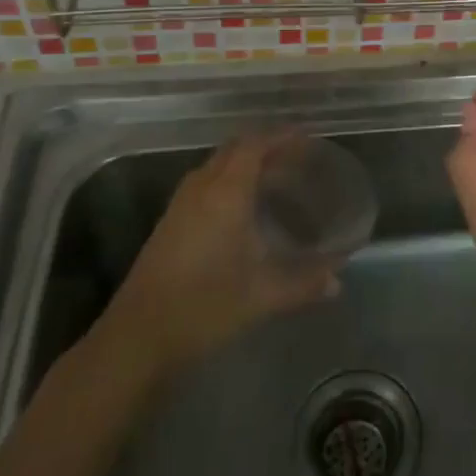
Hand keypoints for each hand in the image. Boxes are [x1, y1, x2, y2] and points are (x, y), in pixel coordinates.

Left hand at [97, 133, 338, 378]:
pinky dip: (227, 180)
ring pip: (215, 166)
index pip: (254, 146)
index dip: (281, 137)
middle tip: (295, 157)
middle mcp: (201, 190)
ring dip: (243, 162)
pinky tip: (242, 208)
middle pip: (233, 150)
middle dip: (264, 145)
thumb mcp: (262, 296)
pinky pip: (203, 184)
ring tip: (273, 177)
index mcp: (225, 194)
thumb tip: (339, 280)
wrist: (137, 339)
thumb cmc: (204, 307)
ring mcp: (180, 206)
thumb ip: (304, 284)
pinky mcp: (168, 224)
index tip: (307, 137)